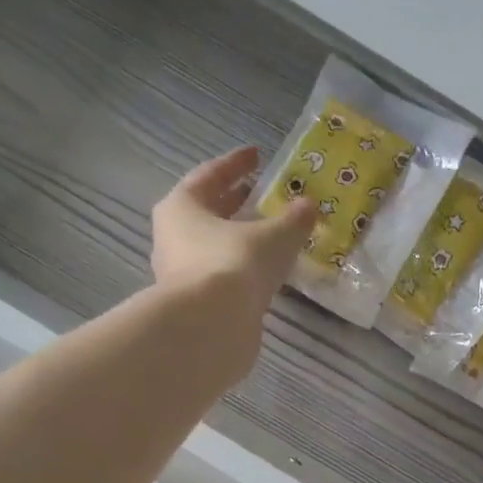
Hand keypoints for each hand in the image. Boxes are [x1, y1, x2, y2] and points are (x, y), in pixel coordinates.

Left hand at [151, 146, 315, 356]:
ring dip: (240, 238)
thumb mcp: (273, 236)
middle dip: (236, 202)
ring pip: (214, 246)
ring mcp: (182, 273)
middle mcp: (174, 237)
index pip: (210, 175)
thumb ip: (293, 220)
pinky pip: (223, 275)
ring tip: (272, 235)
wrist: (211, 327)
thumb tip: (309, 206)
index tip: (257, 155)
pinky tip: (267, 271)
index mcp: (182, 207)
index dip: (236, 164)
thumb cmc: (234, 265)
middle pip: (207, 212)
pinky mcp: (197, 303)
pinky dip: (243, 268)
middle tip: (263, 194)